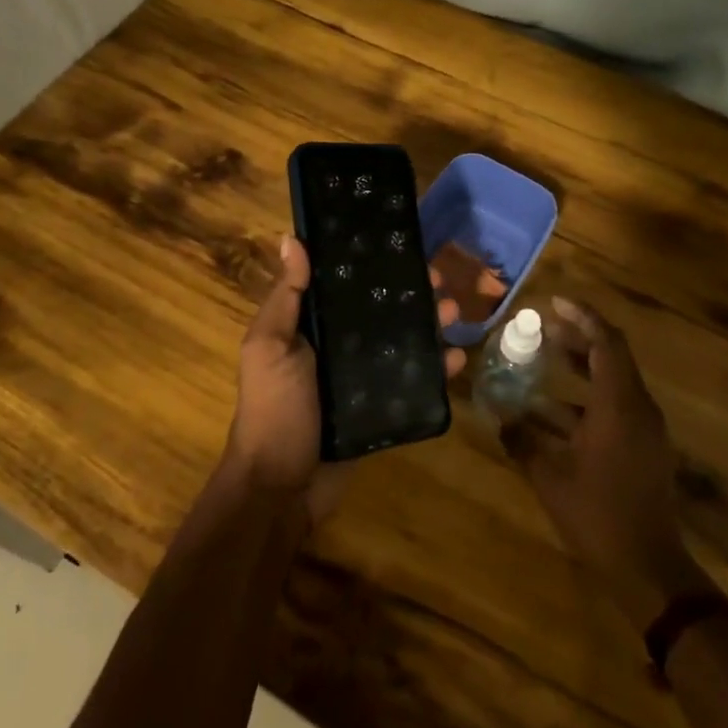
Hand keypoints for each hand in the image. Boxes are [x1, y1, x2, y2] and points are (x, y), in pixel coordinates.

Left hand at [223, 235, 467, 526]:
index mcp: (312, 326)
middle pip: (381, 310)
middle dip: (411, 292)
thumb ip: (285, 297)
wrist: (281, 488)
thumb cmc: (274, 409)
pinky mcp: (382, 407)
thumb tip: (292, 239)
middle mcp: (339, 346)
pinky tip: (458, 357)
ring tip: (454, 312)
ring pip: (403, 340)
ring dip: (430, 324)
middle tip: (439, 281)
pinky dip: (437, 368)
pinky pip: (413, 381)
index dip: (374, 265)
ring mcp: (363, 378)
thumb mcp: (269, 346)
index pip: (347, 285)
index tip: (403, 247)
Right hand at [503, 297, 712, 624]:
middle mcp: (637, 407)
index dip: (582, 317)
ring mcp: (643, 428)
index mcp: (620, 404)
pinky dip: (584, 399)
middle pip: (611, 356)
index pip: (606, 341)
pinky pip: (613, 407)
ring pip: (612, 381)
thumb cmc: (599, 515)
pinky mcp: (642, 447)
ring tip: (543, 359)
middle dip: (578, 337)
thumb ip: (523, 442)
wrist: (649, 567)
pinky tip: (550, 412)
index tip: (553, 303)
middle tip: (543, 327)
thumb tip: (499, 419)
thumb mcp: (551, 477)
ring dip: (579, 368)